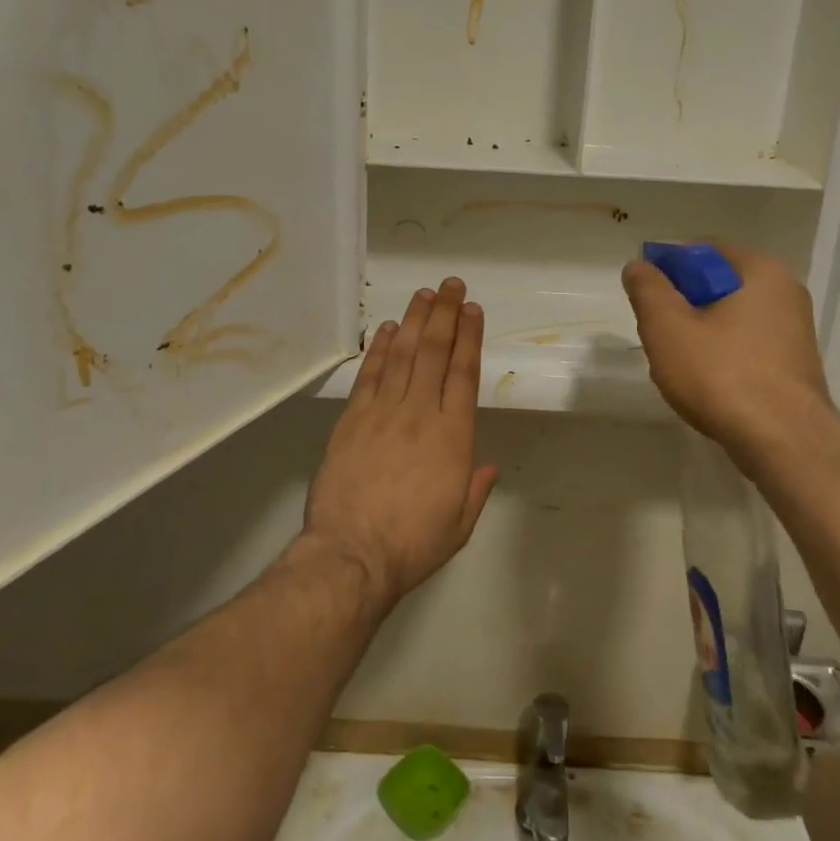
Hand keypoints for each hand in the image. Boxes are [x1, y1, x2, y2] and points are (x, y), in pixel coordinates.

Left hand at [303, 278, 497, 609]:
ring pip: (402, 355)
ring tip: (424, 294)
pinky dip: (378, 349)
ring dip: (414, 320)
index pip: (464, 373)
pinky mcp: (352, 419)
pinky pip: (369, 375)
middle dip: (445, 314)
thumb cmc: (413, 543)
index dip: (469, 337)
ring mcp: (383, 412)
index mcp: (453, 436)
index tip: (472, 310)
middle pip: (435, 352)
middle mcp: (420, 413)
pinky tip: (386, 329)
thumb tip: (487, 466)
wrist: (352, 554)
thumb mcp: (459, 525)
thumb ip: (475, 489)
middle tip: (452, 286)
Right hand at [621, 242, 835, 462]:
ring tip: (675, 363)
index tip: (643, 292)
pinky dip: (721, 355)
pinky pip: (746, 345)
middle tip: (655, 331)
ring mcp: (794, 331)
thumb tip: (639, 266)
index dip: (667, 265)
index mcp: (760, 271)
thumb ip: (648, 289)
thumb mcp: (667, 327)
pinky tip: (704, 383)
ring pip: (730, 317)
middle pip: (717, 284)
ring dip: (698, 332)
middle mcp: (785, 293)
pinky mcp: (794, 365)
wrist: (784, 443)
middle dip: (681, 304)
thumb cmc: (721, 375)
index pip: (703, 249)